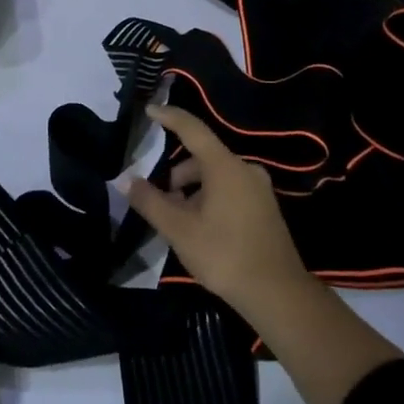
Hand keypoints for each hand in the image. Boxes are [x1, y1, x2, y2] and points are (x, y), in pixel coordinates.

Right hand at [119, 104, 316, 323]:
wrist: (278, 293)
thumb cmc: (224, 255)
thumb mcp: (179, 230)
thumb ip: (150, 201)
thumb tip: (125, 180)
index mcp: (225, 166)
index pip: (192, 129)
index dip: (169, 117)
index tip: (150, 109)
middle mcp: (245, 169)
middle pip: (202, 158)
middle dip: (177, 175)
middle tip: (159, 201)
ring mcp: (259, 188)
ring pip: (216, 176)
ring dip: (193, 191)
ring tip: (179, 222)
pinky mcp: (265, 207)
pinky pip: (230, 190)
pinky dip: (210, 199)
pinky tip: (201, 228)